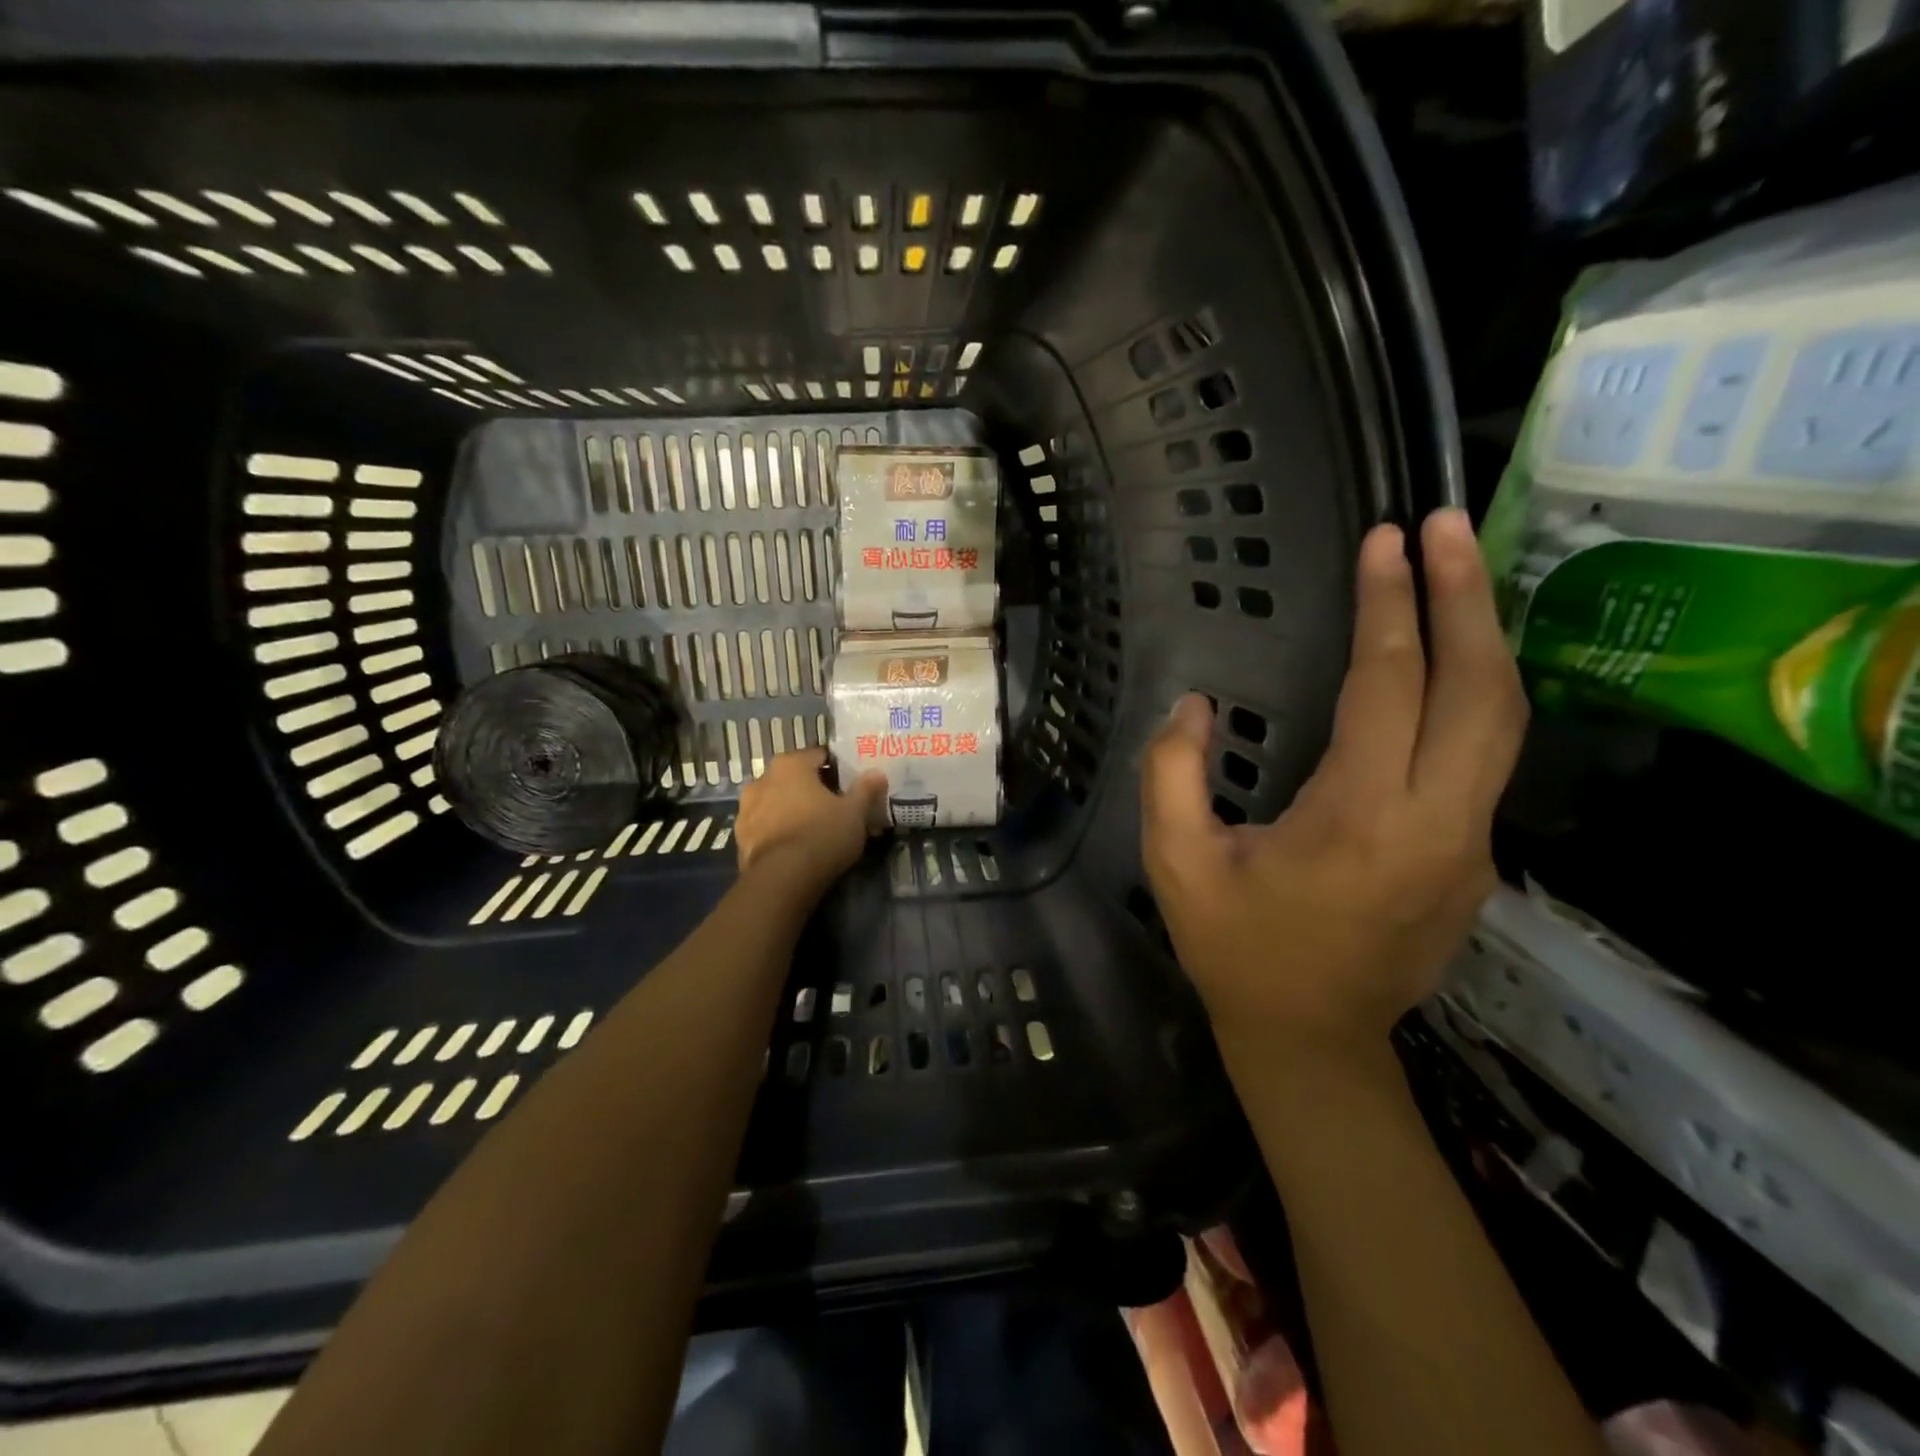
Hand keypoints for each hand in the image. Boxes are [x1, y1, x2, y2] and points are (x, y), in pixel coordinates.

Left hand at [735, 748, 886, 890]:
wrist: (783, 878)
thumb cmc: (822, 834)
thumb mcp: (855, 812)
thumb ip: (865, 789)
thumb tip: (877, 773)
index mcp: (790, 765)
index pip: (818, 756)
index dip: (836, 768)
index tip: (850, 782)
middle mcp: (762, 779)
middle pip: (794, 778)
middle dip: (812, 789)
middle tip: (834, 806)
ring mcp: (746, 809)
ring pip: (776, 802)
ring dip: (791, 809)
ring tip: (813, 829)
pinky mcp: (739, 838)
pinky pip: (765, 827)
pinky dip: (778, 831)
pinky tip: (795, 846)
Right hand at [1141, 508, 1527, 1052]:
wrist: (1311, 1041)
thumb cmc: (1236, 950)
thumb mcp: (1176, 863)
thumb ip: (1171, 774)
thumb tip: (1194, 706)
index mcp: (1360, 821)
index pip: (1390, 687)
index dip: (1390, 607)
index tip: (1387, 540)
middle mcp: (1438, 824)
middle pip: (1480, 689)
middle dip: (1465, 597)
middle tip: (1449, 525)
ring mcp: (1471, 845)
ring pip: (1503, 721)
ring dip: (1482, 638)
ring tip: (1458, 572)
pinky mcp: (1476, 859)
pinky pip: (1487, 758)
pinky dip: (1474, 692)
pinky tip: (1446, 662)